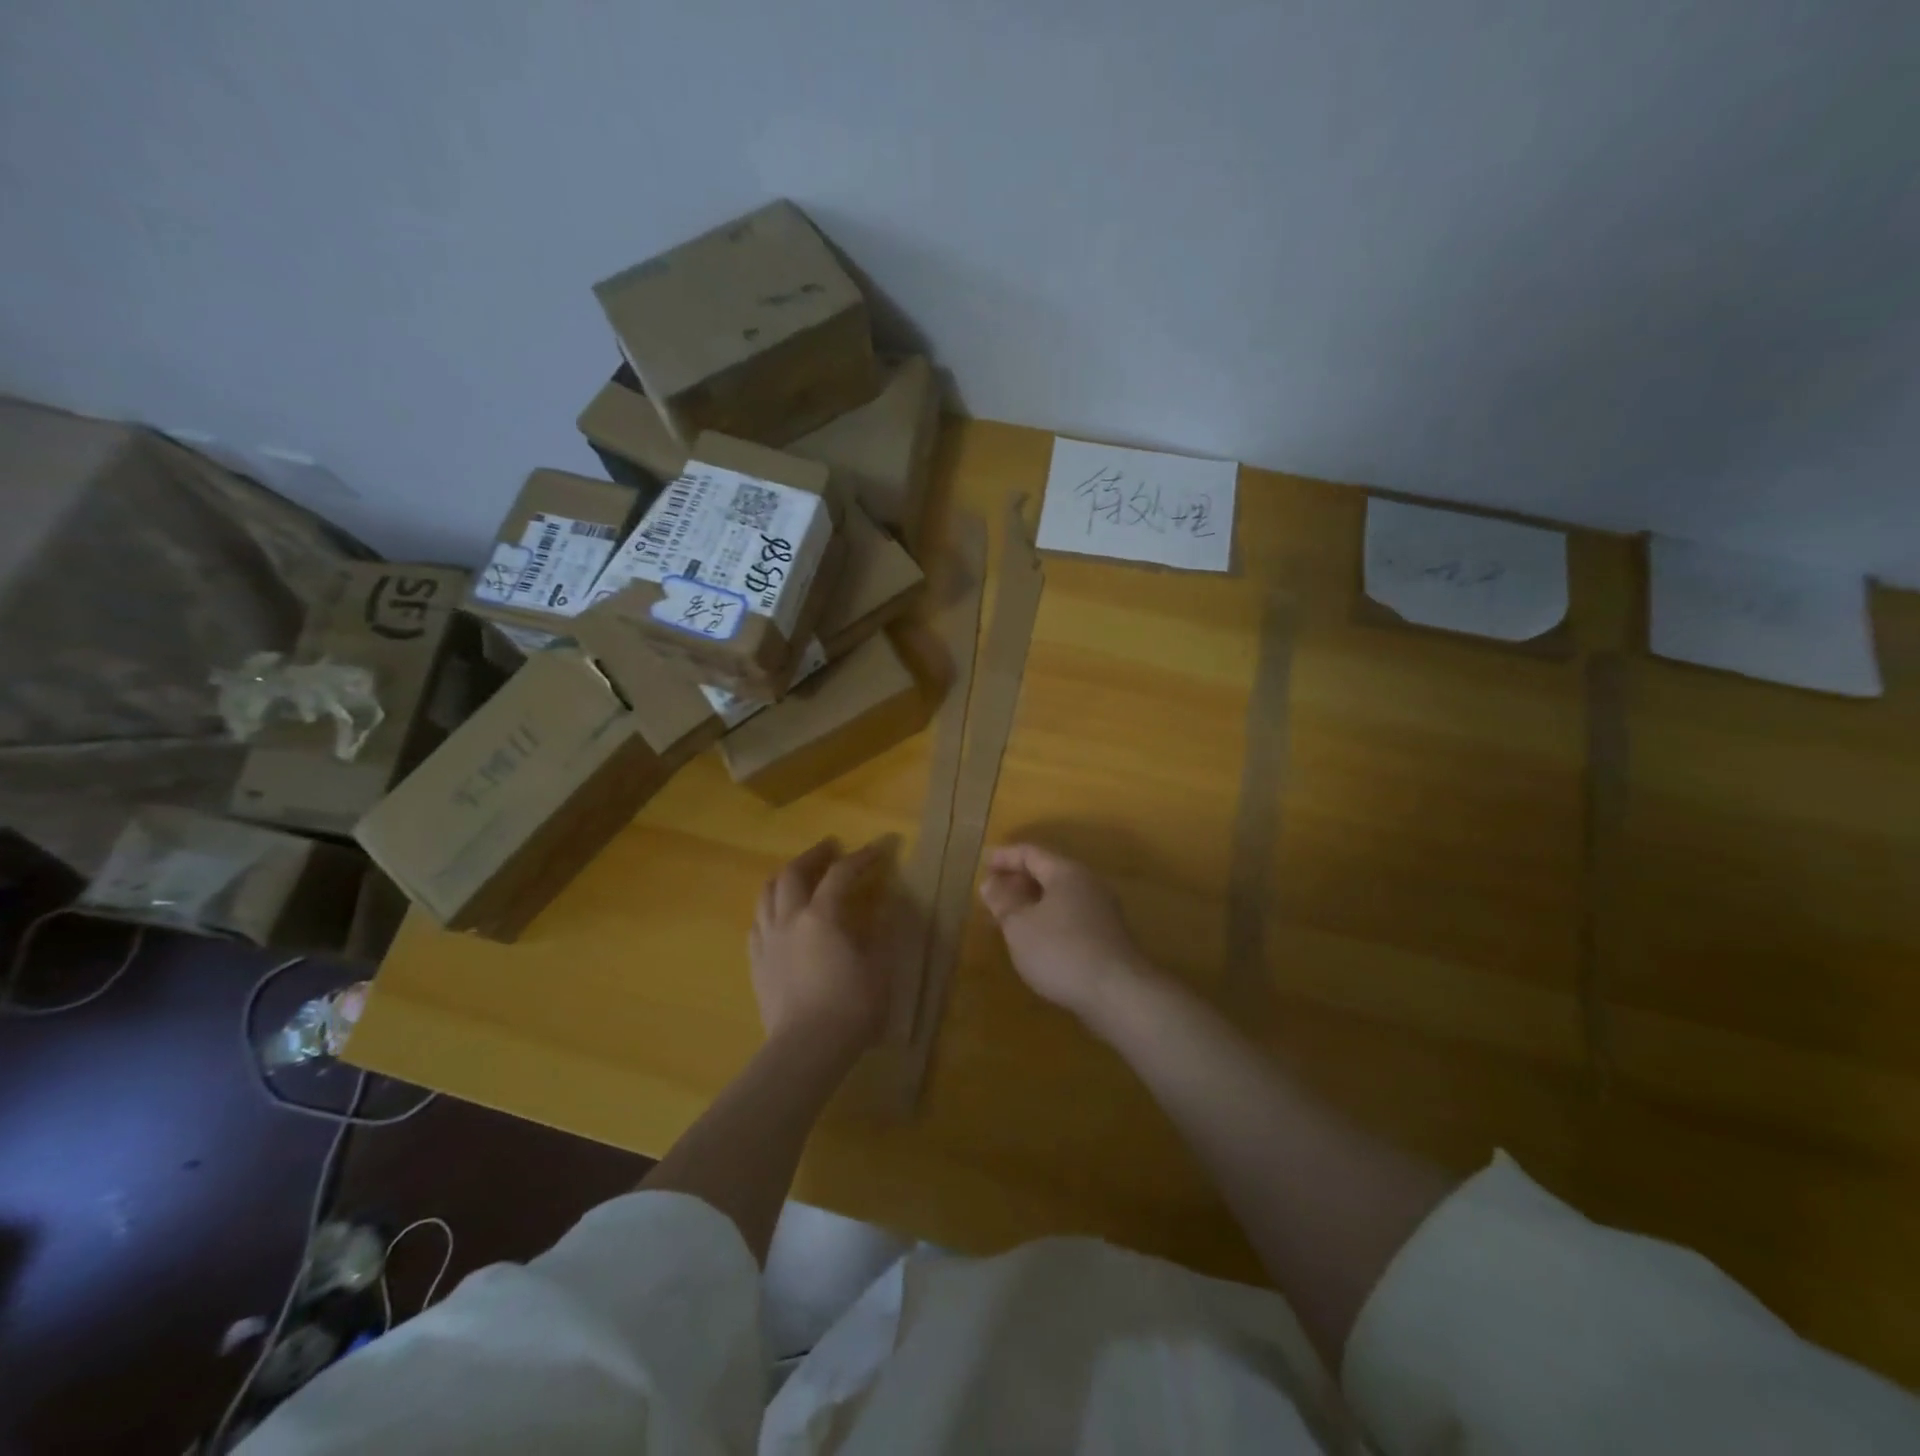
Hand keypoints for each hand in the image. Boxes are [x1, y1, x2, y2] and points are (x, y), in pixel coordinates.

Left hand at [750, 838, 893, 1056]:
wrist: (806, 1049)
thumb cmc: (850, 1007)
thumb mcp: (880, 967)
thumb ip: (882, 932)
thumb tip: (886, 906)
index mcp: (822, 915)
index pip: (841, 874)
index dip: (861, 857)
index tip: (878, 849)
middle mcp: (789, 919)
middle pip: (793, 873)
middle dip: (813, 855)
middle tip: (830, 848)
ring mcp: (767, 941)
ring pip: (767, 894)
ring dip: (786, 876)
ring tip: (799, 874)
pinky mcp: (756, 964)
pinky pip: (757, 924)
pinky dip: (770, 909)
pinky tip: (778, 916)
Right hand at [978, 844, 1153, 1020]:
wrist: (1117, 994)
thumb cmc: (1061, 951)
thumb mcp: (1020, 926)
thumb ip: (1003, 902)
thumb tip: (990, 883)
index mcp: (1066, 872)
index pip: (1030, 853)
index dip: (1004, 857)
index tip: (982, 865)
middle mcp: (1088, 884)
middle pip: (1047, 872)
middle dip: (1017, 881)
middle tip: (991, 895)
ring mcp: (1101, 910)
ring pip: (1058, 896)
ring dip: (1031, 903)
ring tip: (1007, 919)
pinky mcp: (1107, 936)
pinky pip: (1069, 916)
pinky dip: (1047, 919)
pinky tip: (1034, 940)